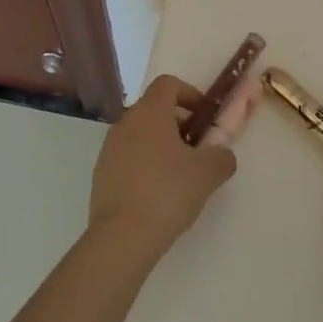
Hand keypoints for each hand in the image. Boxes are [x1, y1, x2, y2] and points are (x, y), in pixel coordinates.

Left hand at [88, 74, 249, 264]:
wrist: (122, 238)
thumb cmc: (168, 192)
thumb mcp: (208, 173)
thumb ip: (222, 156)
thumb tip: (222, 154)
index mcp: (150, 112)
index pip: (168, 83)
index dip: (189, 93)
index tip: (204, 116)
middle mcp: (125, 123)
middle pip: (153, 109)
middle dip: (178, 123)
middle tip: (197, 148)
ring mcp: (108, 149)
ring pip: (139, 134)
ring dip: (160, 145)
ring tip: (179, 175)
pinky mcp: (100, 175)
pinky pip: (127, 158)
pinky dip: (144, 165)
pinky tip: (158, 194)